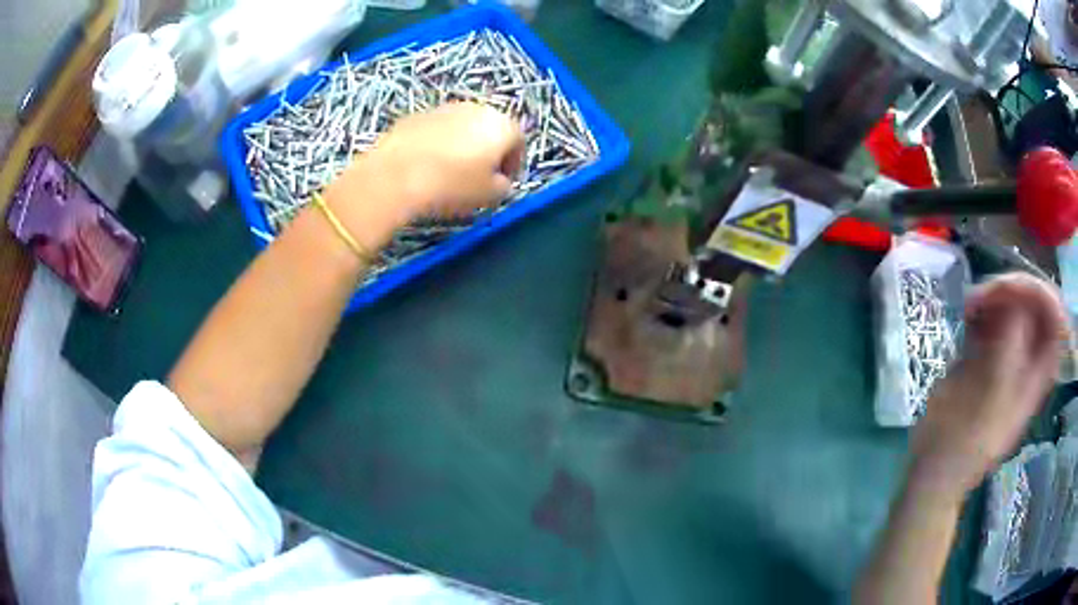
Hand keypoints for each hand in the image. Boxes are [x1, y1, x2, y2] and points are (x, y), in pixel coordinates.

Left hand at [323, 103, 523, 246]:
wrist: (395, 175)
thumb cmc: (452, 185)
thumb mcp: (489, 195)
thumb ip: (503, 186)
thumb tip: (499, 181)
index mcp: (500, 125)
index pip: (518, 141)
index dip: (514, 163)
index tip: (504, 182)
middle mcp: (476, 108)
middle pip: (490, 128)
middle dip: (488, 151)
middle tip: (480, 176)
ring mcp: (444, 108)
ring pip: (462, 127)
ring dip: (462, 145)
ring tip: (451, 172)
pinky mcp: (416, 115)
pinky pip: (437, 130)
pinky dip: (438, 144)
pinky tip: (427, 166)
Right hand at [909, 273, 1069, 498]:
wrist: (934, 469)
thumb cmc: (965, 442)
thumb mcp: (991, 399)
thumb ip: (1010, 347)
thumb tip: (1017, 301)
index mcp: (1037, 375)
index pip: (1055, 320)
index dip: (1042, 295)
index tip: (1016, 288)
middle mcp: (1027, 361)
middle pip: (1035, 306)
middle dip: (1015, 290)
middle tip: (988, 293)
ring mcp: (1007, 357)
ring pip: (1014, 307)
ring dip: (996, 296)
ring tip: (973, 303)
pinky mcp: (986, 356)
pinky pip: (993, 318)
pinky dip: (983, 307)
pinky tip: (967, 314)